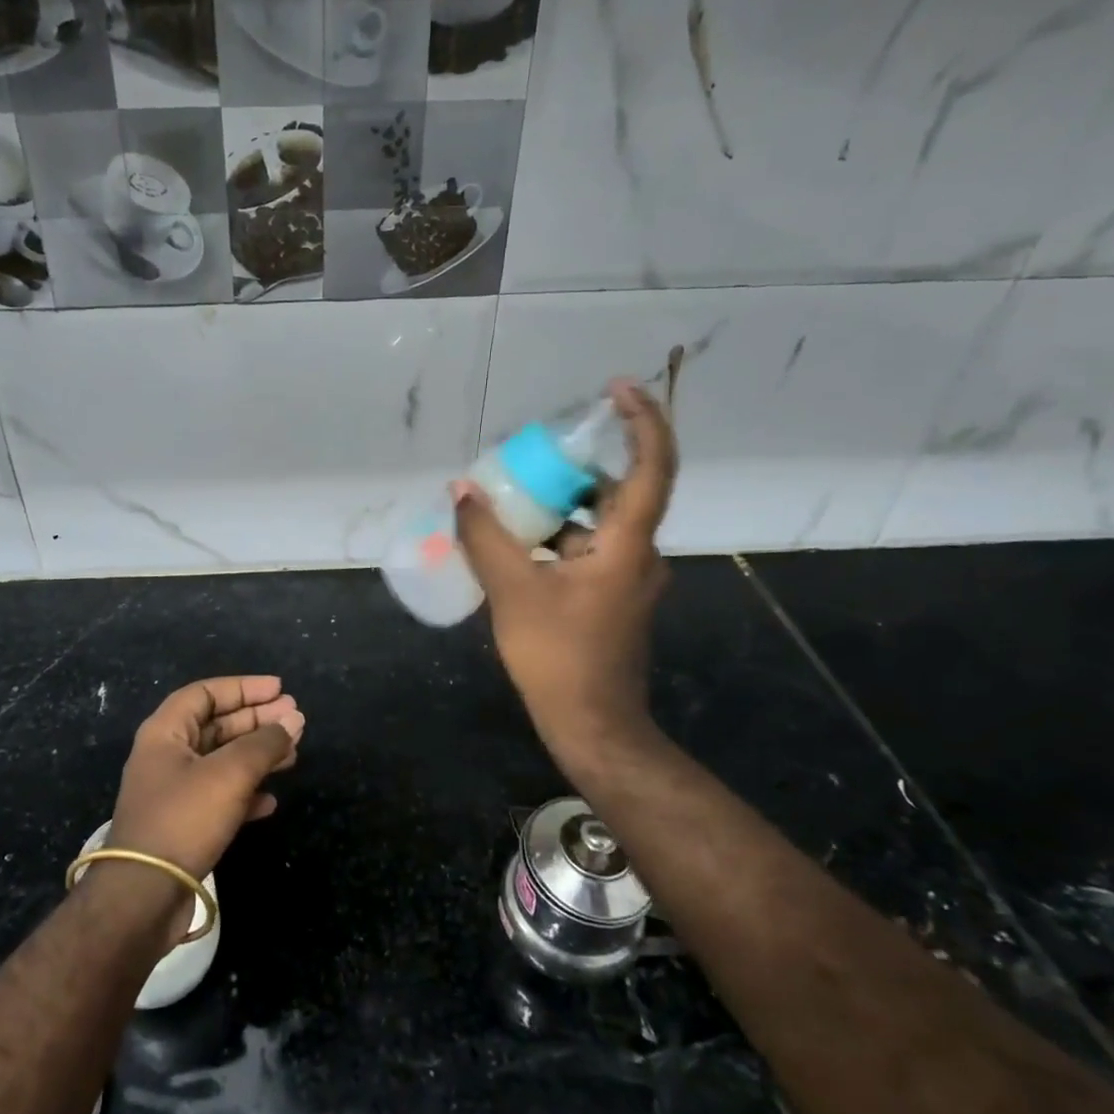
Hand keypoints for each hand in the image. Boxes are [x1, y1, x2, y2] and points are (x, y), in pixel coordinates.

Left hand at [105, 675, 302, 896]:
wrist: (144, 896)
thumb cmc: (184, 819)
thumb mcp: (230, 773)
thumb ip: (265, 743)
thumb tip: (294, 719)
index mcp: (165, 732)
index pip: (206, 693)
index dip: (244, 687)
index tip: (280, 689)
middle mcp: (167, 756)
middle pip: (217, 725)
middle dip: (257, 720)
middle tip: (295, 718)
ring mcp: (174, 792)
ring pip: (222, 761)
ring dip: (258, 755)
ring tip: (294, 754)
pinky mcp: (183, 825)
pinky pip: (220, 796)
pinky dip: (246, 792)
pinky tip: (271, 800)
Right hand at [454, 379, 677, 773]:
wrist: (592, 725)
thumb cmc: (558, 656)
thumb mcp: (512, 591)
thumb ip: (485, 537)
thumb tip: (462, 491)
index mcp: (627, 545)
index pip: (651, 467)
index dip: (642, 421)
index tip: (617, 388)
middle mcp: (637, 554)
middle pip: (618, 492)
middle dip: (578, 466)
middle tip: (535, 452)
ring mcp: (627, 579)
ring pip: (598, 525)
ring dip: (561, 506)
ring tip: (514, 495)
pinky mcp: (612, 599)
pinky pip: (588, 551)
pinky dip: (558, 539)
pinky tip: (517, 544)